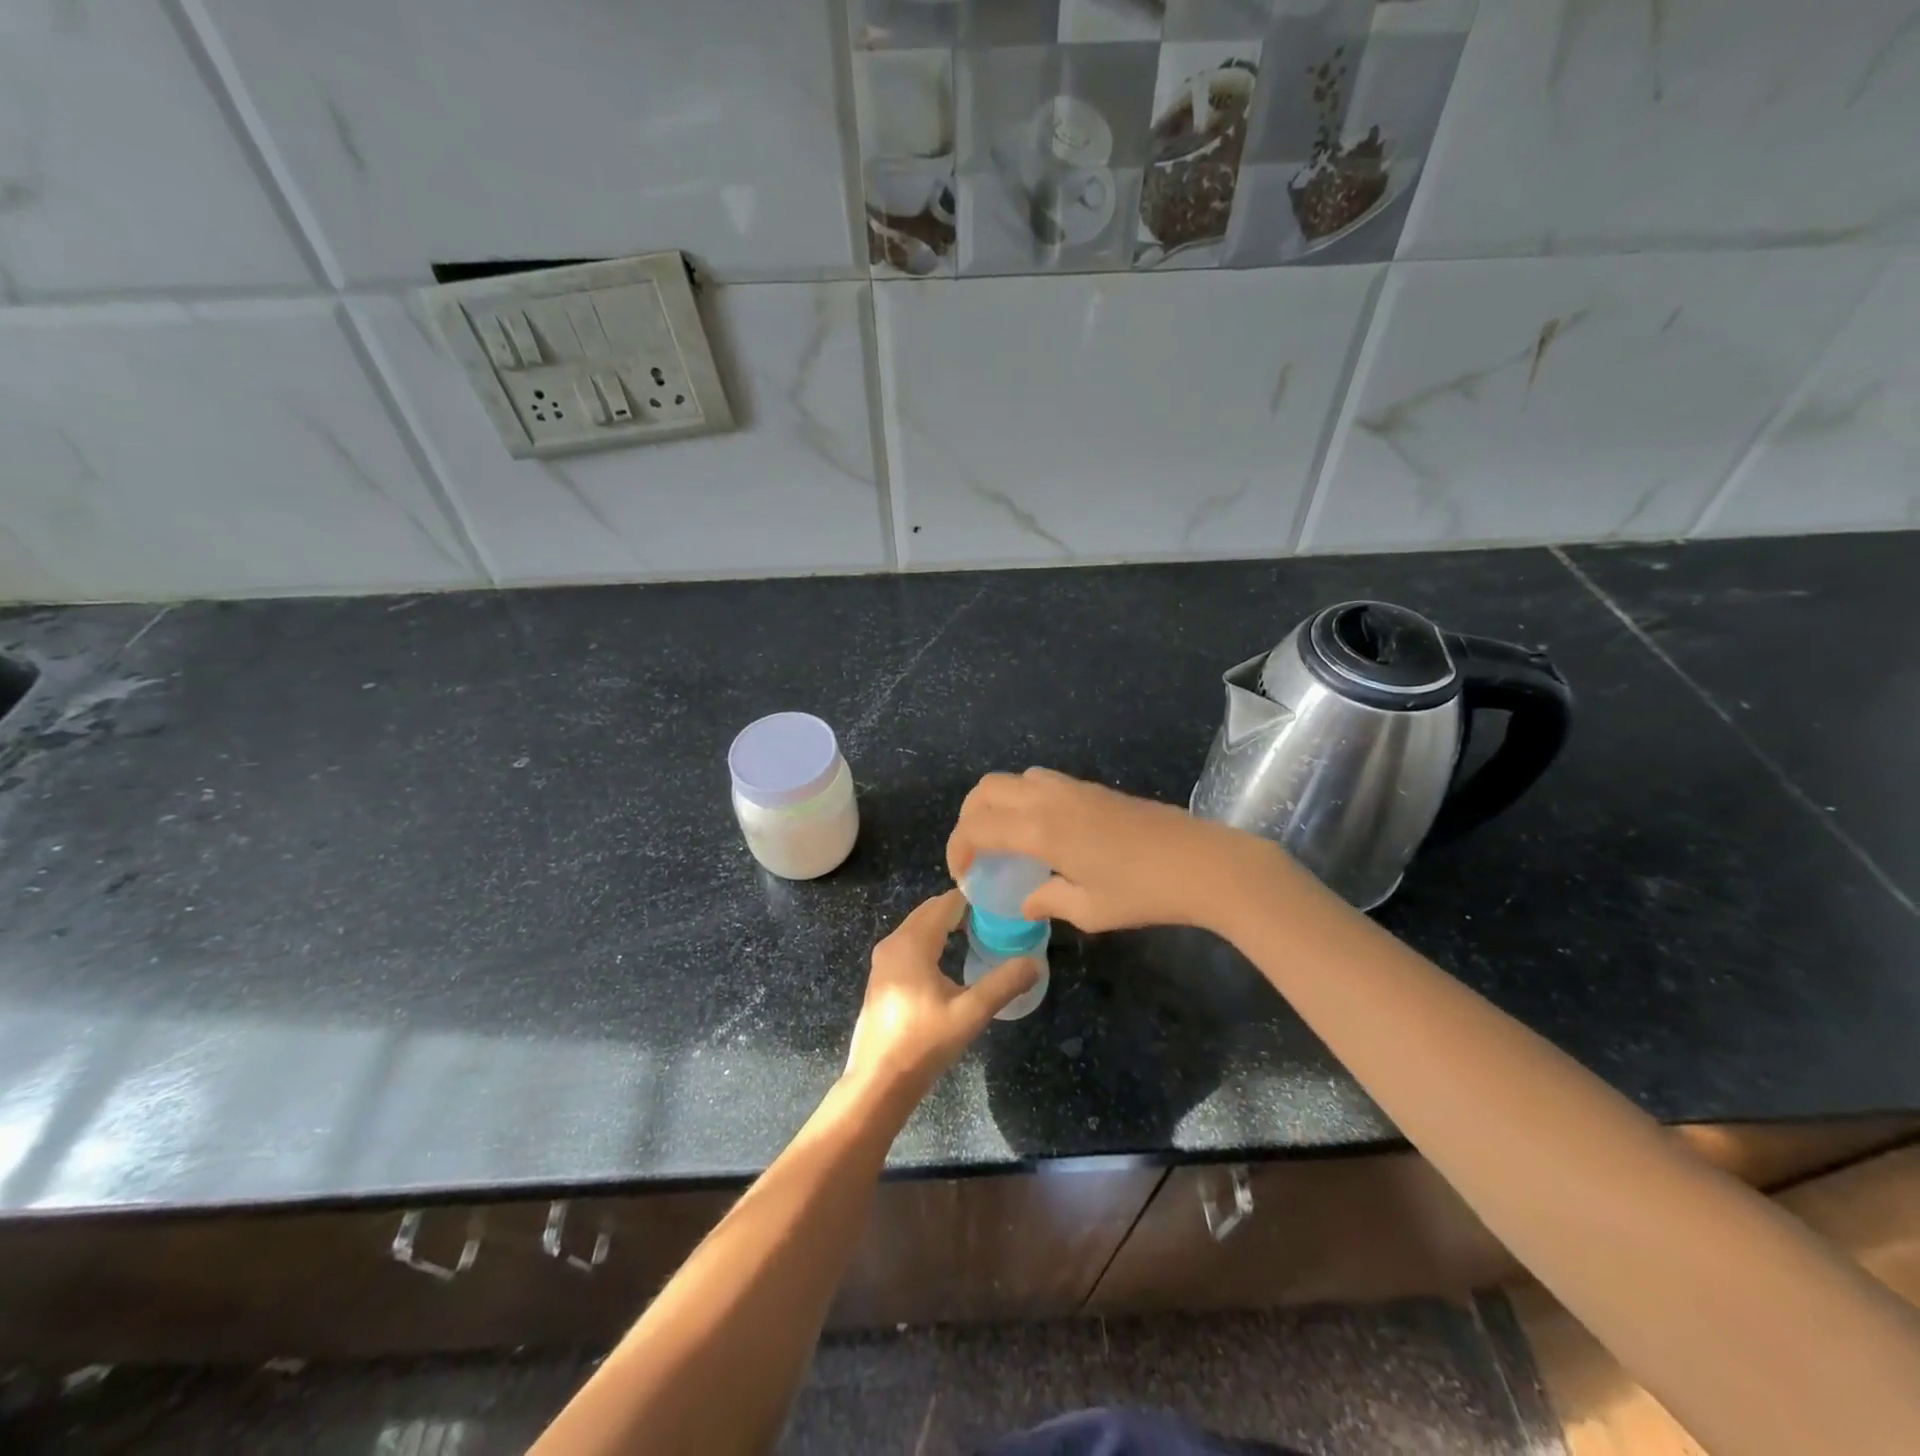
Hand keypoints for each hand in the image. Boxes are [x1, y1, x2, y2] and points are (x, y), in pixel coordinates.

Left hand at [844, 890, 1038, 1099]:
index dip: (974, 899)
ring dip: (946, 926)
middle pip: (931, 911)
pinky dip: (932, 941)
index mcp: (912, 942)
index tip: (1002, 904)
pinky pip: (910, 944)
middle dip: (961, 910)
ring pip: (919, 927)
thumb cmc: (923, 1044)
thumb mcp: (970, 1014)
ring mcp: (883, 960)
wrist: (878, 1083)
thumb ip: (1004, 984)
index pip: (946, 903)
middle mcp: (893, 942)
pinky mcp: (881, 978)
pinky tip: (952, 959)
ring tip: (980, 934)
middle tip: (996, 919)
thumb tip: (1035, 963)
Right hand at [946, 768, 1275, 934]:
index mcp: (1040, 830)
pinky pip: (1041, 781)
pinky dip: (1023, 799)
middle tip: (976, 852)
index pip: (977, 827)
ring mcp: (1073, 788)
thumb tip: (1026, 902)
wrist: (1203, 863)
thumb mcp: (1090, 910)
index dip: (958, 848)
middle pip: (987, 789)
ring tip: (1005, 839)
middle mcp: (1049, 800)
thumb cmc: (1144, 893)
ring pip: (1014, 778)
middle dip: (969, 817)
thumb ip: (1048, 901)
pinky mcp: (1093, 788)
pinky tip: (1042, 832)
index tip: (963, 875)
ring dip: (996, 803)